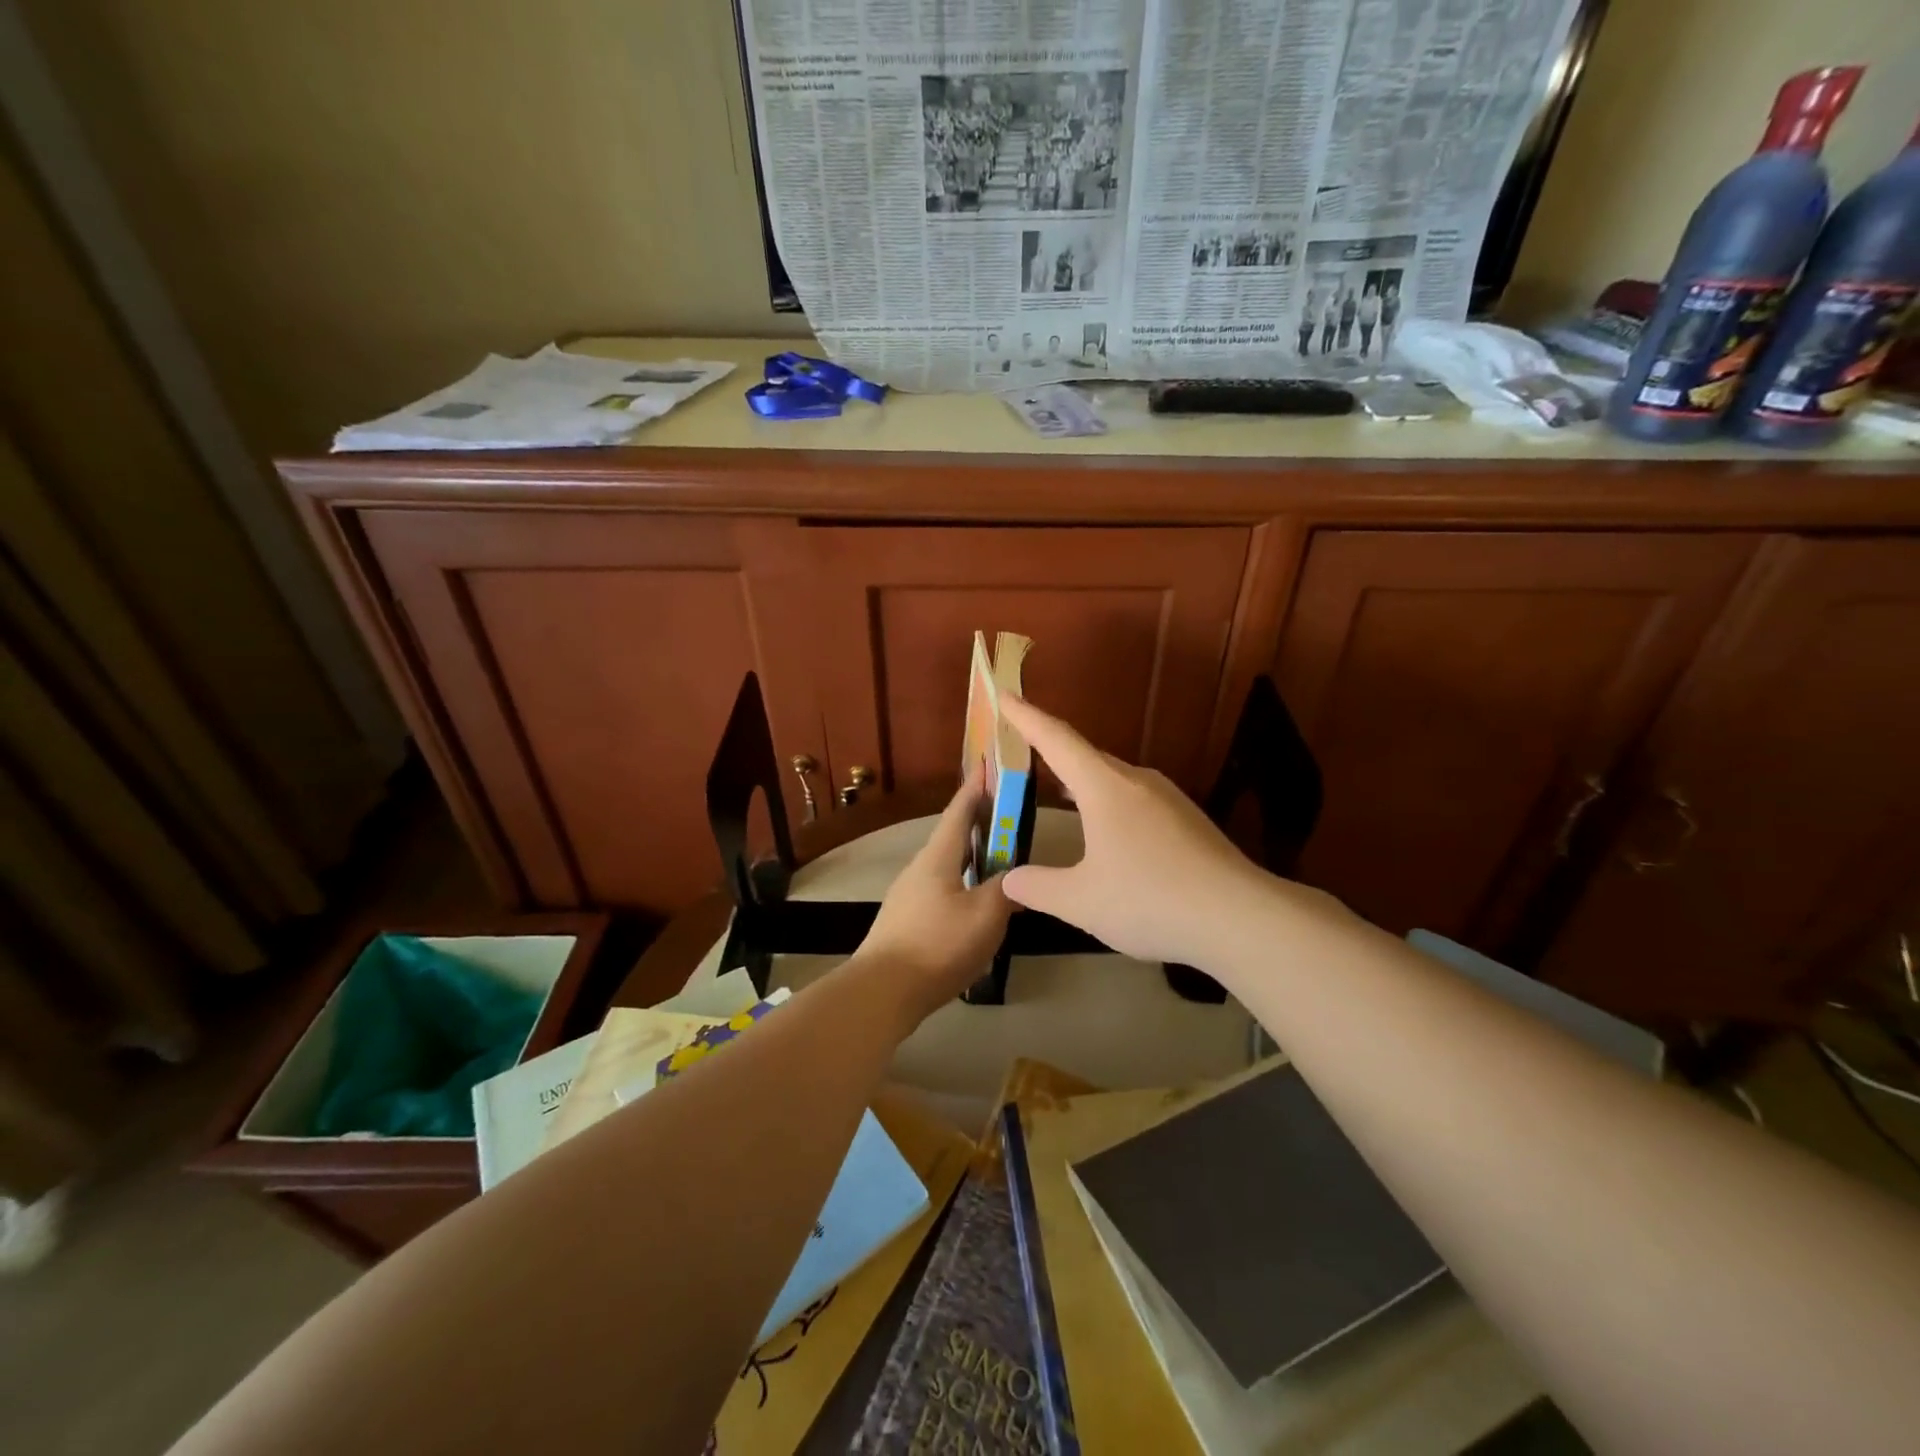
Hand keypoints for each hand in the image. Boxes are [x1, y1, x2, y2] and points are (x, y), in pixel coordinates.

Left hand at [853, 775, 1012, 1023]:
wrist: (882, 991)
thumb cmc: (937, 945)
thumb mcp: (985, 915)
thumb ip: (1007, 890)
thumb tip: (1018, 877)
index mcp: (938, 857)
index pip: (960, 810)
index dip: (976, 787)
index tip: (987, 764)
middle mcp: (920, 869)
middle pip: (953, 838)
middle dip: (979, 824)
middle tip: (1008, 817)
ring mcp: (909, 896)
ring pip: (948, 867)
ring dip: (973, 859)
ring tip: (1000, 863)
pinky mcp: (906, 922)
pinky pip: (942, 892)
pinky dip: (964, 886)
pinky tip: (978, 906)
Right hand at [998, 695, 1267, 967]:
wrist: (1241, 918)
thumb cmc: (1151, 900)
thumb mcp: (1082, 901)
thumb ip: (1038, 887)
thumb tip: (1009, 880)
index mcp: (1105, 787)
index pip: (1056, 740)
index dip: (1026, 717)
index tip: (1004, 693)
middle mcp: (1137, 781)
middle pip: (1085, 756)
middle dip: (1050, 752)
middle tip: (1021, 755)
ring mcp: (1168, 799)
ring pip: (1112, 779)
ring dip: (1081, 781)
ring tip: (1056, 791)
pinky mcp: (1188, 821)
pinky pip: (1134, 799)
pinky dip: (1107, 803)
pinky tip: (1106, 831)